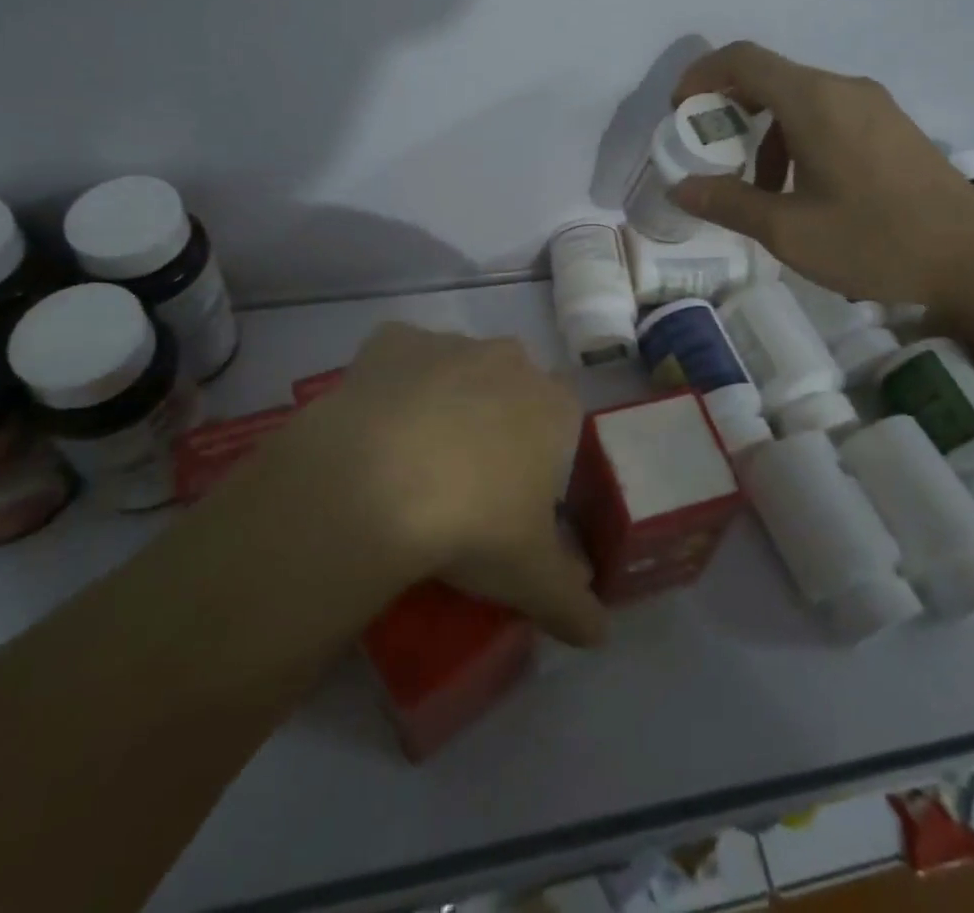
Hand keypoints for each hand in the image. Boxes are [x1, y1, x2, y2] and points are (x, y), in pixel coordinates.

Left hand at [282, 323, 606, 646]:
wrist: (376, 481)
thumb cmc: (473, 523)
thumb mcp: (531, 578)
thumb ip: (573, 603)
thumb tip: (599, 634)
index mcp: (552, 405)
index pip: (566, 417)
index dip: (547, 452)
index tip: (521, 492)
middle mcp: (507, 359)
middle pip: (511, 385)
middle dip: (497, 420)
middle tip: (468, 478)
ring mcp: (448, 343)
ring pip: (456, 368)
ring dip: (445, 399)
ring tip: (412, 459)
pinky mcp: (392, 339)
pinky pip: (400, 358)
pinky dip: (393, 384)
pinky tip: (374, 427)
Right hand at [668, 41, 973, 318]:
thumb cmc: (875, 240)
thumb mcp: (788, 231)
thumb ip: (728, 202)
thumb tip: (680, 187)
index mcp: (815, 101)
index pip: (743, 59)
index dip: (701, 76)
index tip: (679, 113)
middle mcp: (843, 89)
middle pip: (769, 78)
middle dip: (729, 111)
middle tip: (709, 155)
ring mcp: (873, 106)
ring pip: (798, 101)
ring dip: (764, 135)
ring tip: (757, 191)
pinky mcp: (891, 127)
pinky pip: (828, 116)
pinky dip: (796, 141)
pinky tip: (802, 193)